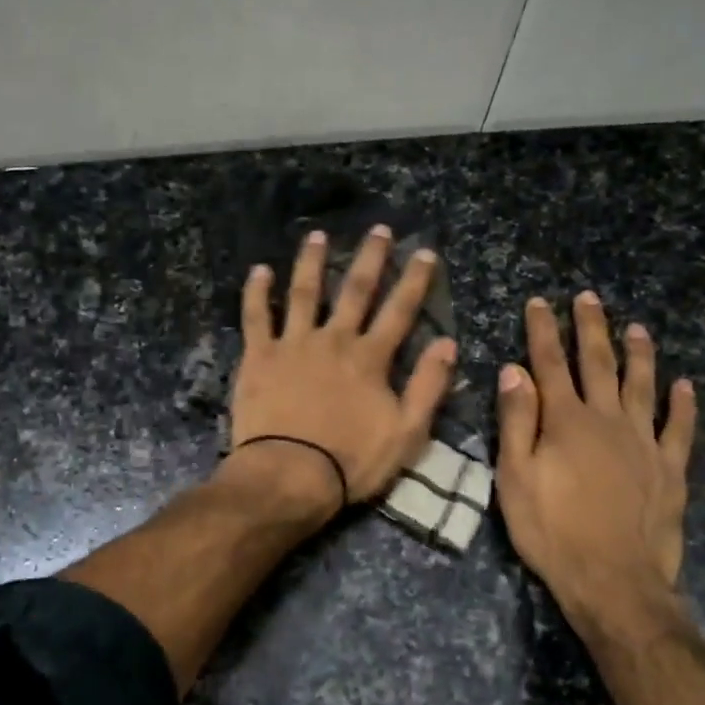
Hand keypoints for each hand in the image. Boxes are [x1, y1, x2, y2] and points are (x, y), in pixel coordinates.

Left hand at [231, 226, 456, 508]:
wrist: (289, 475)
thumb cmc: (351, 461)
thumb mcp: (407, 433)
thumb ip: (428, 386)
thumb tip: (447, 343)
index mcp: (370, 358)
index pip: (399, 311)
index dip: (415, 280)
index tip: (425, 252)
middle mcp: (334, 339)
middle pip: (355, 290)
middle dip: (371, 258)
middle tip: (379, 229)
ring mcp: (293, 344)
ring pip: (304, 293)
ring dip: (312, 262)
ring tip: (317, 236)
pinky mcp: (259, 356)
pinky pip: (257, 317)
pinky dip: (257, 292)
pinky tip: (259, 270)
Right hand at [495, 294, 697, 643]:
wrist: (613, 581)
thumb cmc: (552, 531)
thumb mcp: (515, 478)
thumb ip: (517, 421)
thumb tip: (514, 371)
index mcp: (566, 421)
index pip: (551, 363)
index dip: (544, 331)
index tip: (539, 302)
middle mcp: (608, 420)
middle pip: (599, 364)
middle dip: (592, 328)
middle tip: (589, 298)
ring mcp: (644, 442)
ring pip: (643, 386)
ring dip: (639, 355)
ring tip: (638, 328)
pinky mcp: (670, 468)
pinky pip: (680, 428)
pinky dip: (684, 405)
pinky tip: (686, 386)